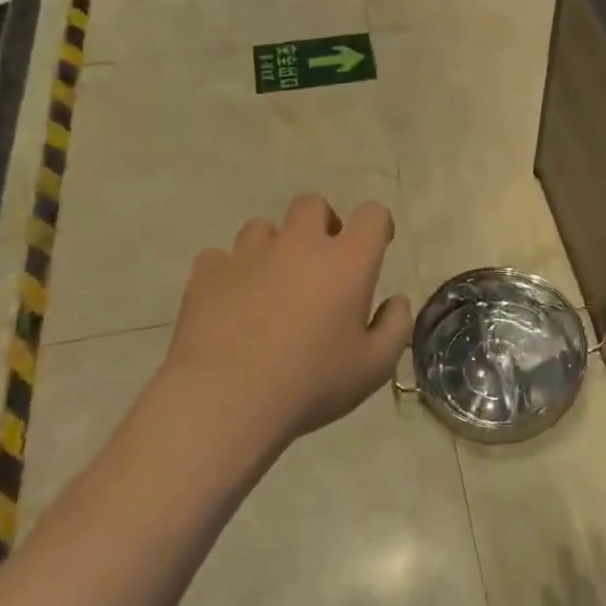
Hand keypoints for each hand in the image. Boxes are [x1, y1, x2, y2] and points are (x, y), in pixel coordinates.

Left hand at [151, 195, 412, 456]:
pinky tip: (230, 304)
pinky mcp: (208, 272)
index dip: (377, 225)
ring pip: (263, 228)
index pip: (372, 214)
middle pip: (312, 205)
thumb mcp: (374, 367)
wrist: (226, 400)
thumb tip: (396, 301)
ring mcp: (249, 254)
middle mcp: (299, 244)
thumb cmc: (311, 383)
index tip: (376, 246)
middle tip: (322, 263)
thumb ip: (395, 327)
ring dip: (273, 247)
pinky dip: (230, 274)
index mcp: (347, 261)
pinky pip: (220, 259)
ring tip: (271, 285)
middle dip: (321, 224)